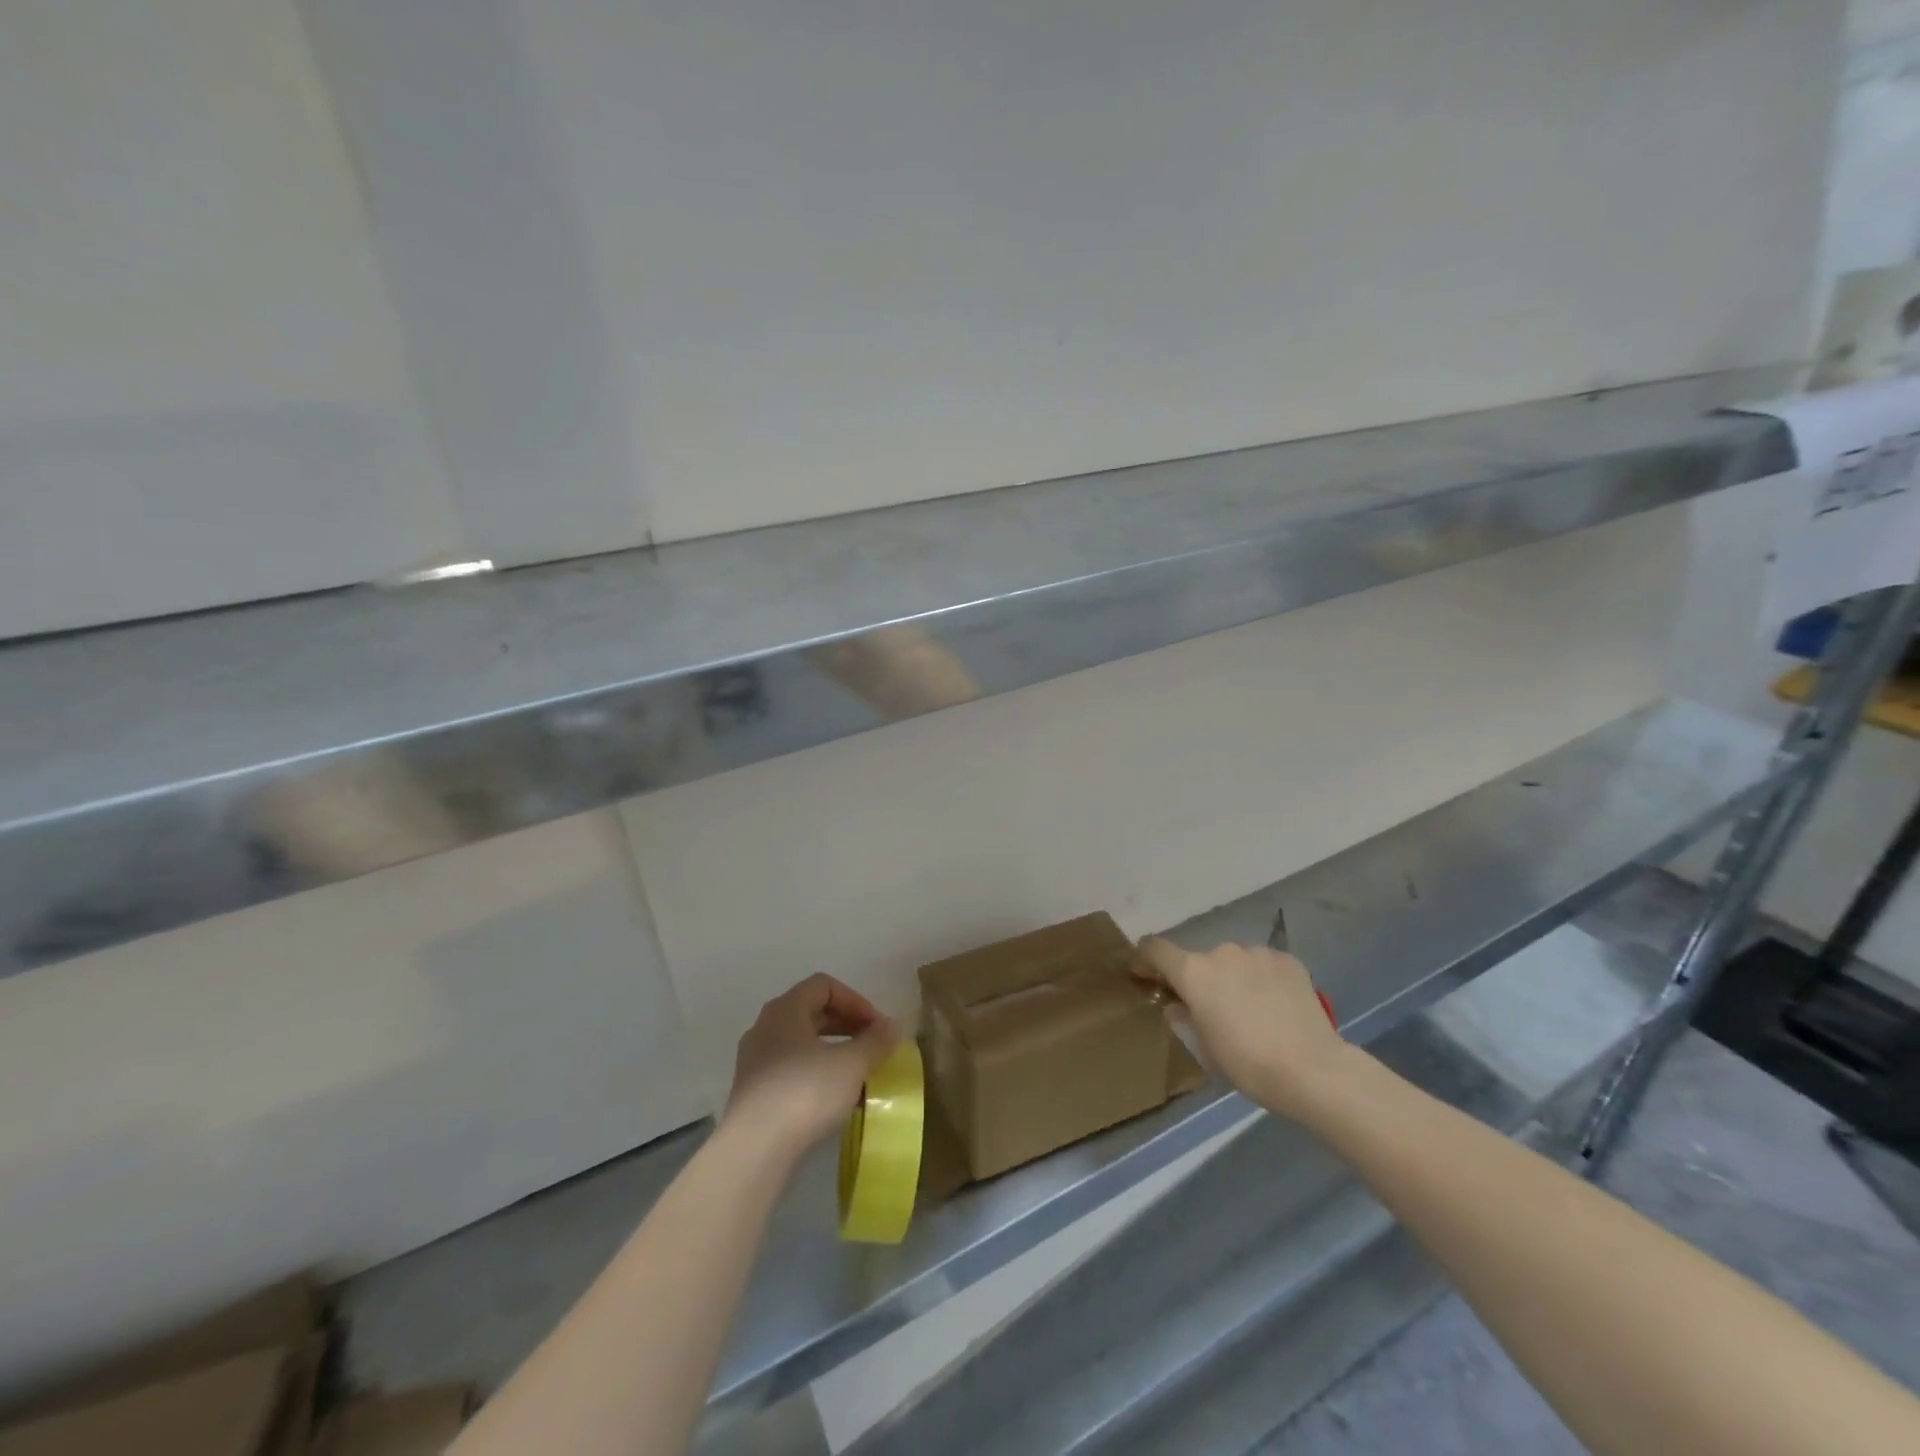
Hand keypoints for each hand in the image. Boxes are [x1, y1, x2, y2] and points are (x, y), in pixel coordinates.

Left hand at [724, 974, 898, 1158]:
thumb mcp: (852, 1064)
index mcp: (785, 1009)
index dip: (856, 1000)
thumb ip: (876, 1041)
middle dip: (847, 1025)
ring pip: (802, 1043)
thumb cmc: (805, 1093)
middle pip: (812, 1012)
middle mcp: (765, 1027)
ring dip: (833, 1051)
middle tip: (872, 1046)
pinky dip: (816, 1073)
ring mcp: (754, 1060)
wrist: (754, 1150)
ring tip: (858, 1074)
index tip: (877, 1027)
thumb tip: (892, 1027)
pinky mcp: (752, 1092)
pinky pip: (791, 1069)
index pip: (824, 985)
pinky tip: (834, 1099)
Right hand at [1136, 938, 1351, 1121]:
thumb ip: (1185, 1018)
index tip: (1143, 974)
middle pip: (1200, 960)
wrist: (1312, 1069)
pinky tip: (1276, 1006)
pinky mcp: (1287, 960)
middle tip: (1212, 1010)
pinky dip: (1262, 980)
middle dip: (1201, 980)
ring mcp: (1257, 953)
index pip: (1155, 949)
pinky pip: (1264, 965)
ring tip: (1251, 1011)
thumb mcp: (1205, 1048)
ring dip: (1233, 979)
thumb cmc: (1247, 1063)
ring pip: (1235, 962)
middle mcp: (1222, 952)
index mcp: (1193, 972)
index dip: (1145, 959)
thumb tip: (1177, 1005)